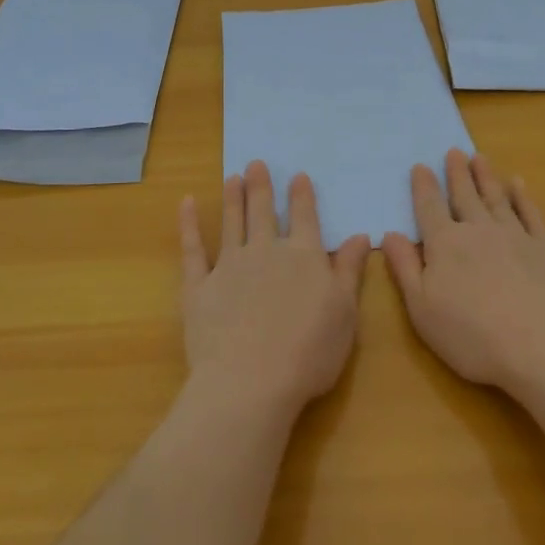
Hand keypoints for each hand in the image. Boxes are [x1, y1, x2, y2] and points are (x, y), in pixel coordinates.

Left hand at [179, 161, 370, 417]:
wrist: (251, 381)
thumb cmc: (309, 352)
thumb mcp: (345, 313)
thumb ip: (349, 271)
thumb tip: (359, 235)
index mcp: (303, 256)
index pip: (303, 217)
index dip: (301, 196)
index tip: (297, 176)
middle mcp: (266, 251)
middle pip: (262, 211)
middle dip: (260, 186)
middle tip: (255, 163)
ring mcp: (229, 265)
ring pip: (231, 222)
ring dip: (232, 198)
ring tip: (231, 177)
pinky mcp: (199, 285)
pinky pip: (192, 248)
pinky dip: (188, 225)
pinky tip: (185, 204)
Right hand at [382, 149, 544, 388]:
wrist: (542, 345)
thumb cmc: (471, 334)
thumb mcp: (421, 307)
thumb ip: (405, 267)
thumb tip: (389, 234)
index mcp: (445, 244)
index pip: (429, 208)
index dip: (423, 187)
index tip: (420, 166)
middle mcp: (478, 230)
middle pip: (465, 196)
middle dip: (457, 173)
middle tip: (454, 151)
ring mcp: (516, 235)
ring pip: (497, 198)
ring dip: (487, 177)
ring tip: (479, 157)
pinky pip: (532, 214)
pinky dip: (523, 197)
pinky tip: (519, 185)